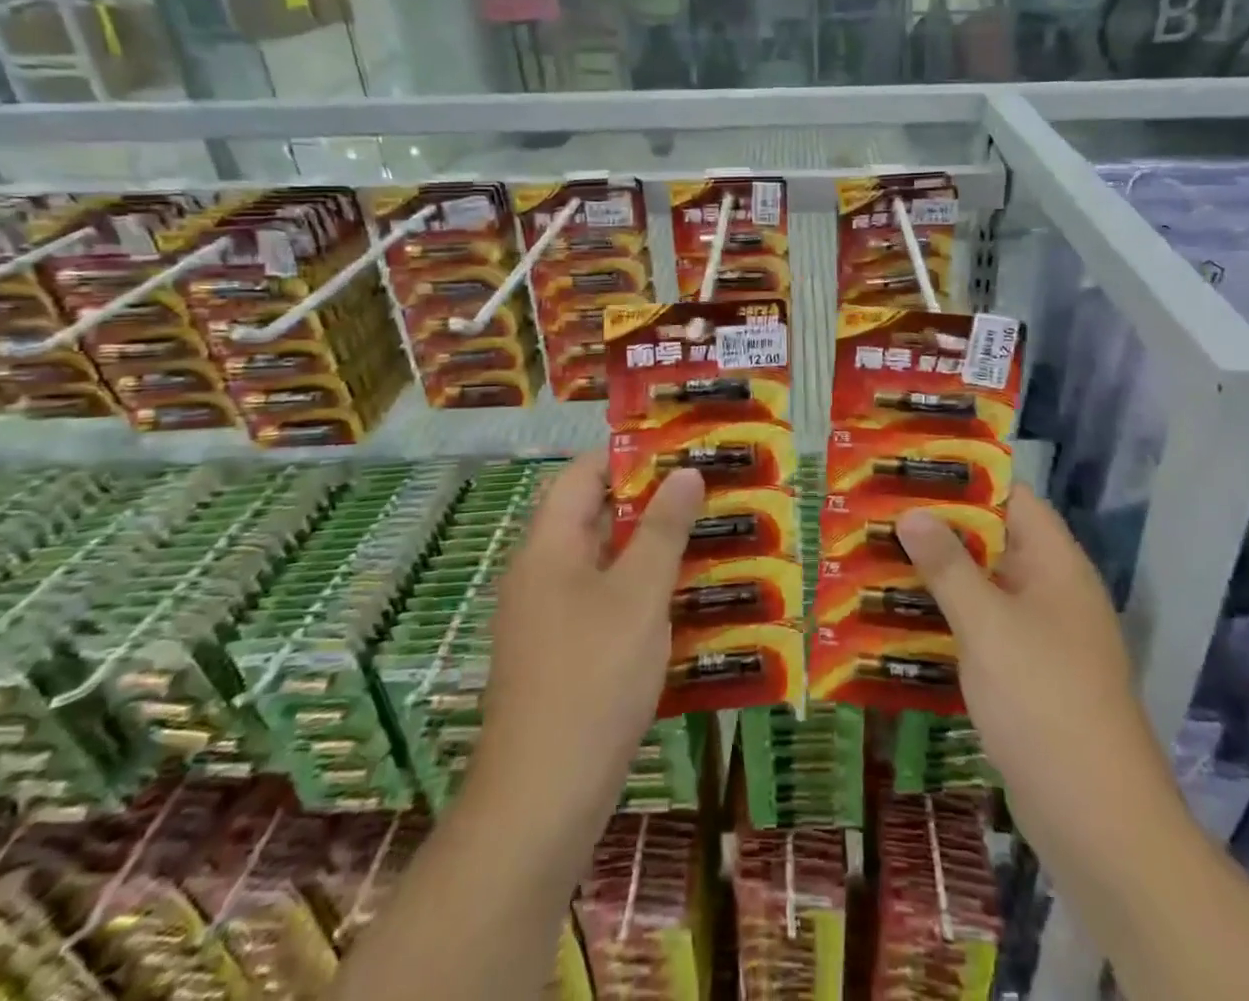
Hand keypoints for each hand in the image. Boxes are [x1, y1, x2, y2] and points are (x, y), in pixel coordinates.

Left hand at [479, 452, 705, 823]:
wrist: (543, 799)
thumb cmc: (593, 678)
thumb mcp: (639, 595)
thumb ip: (664, 530)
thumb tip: (685, 472)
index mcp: (548, 547)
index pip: (582, 475)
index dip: (628, 455)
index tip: (680, 449)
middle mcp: (540, 573)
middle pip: (593, 516)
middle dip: (649, 501)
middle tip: (706, 491)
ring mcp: (548, 617)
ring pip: (603, 562)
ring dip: (650, 548)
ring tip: (708, 536)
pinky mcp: (561, 655)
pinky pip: (603, 602)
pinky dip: (641, 590)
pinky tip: (685, 600)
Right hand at [896, 488, 1180, 846]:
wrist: (1098, 822)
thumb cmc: (1044, 701)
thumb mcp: (988, 625)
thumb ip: (948, 566)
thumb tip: (913, 512)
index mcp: (1056, 564)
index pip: (1013, 498)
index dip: (966, 478)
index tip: (911, 470)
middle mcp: (1052, 591)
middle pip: (994, 541)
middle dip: (939, 528)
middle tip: (879, 513)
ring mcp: (1041, 637)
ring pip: (984, 588)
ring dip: (937, 576)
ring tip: (875, 558)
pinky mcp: (1027, 677)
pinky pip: (982, 630)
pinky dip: (946, 619)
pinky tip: (899, 620)